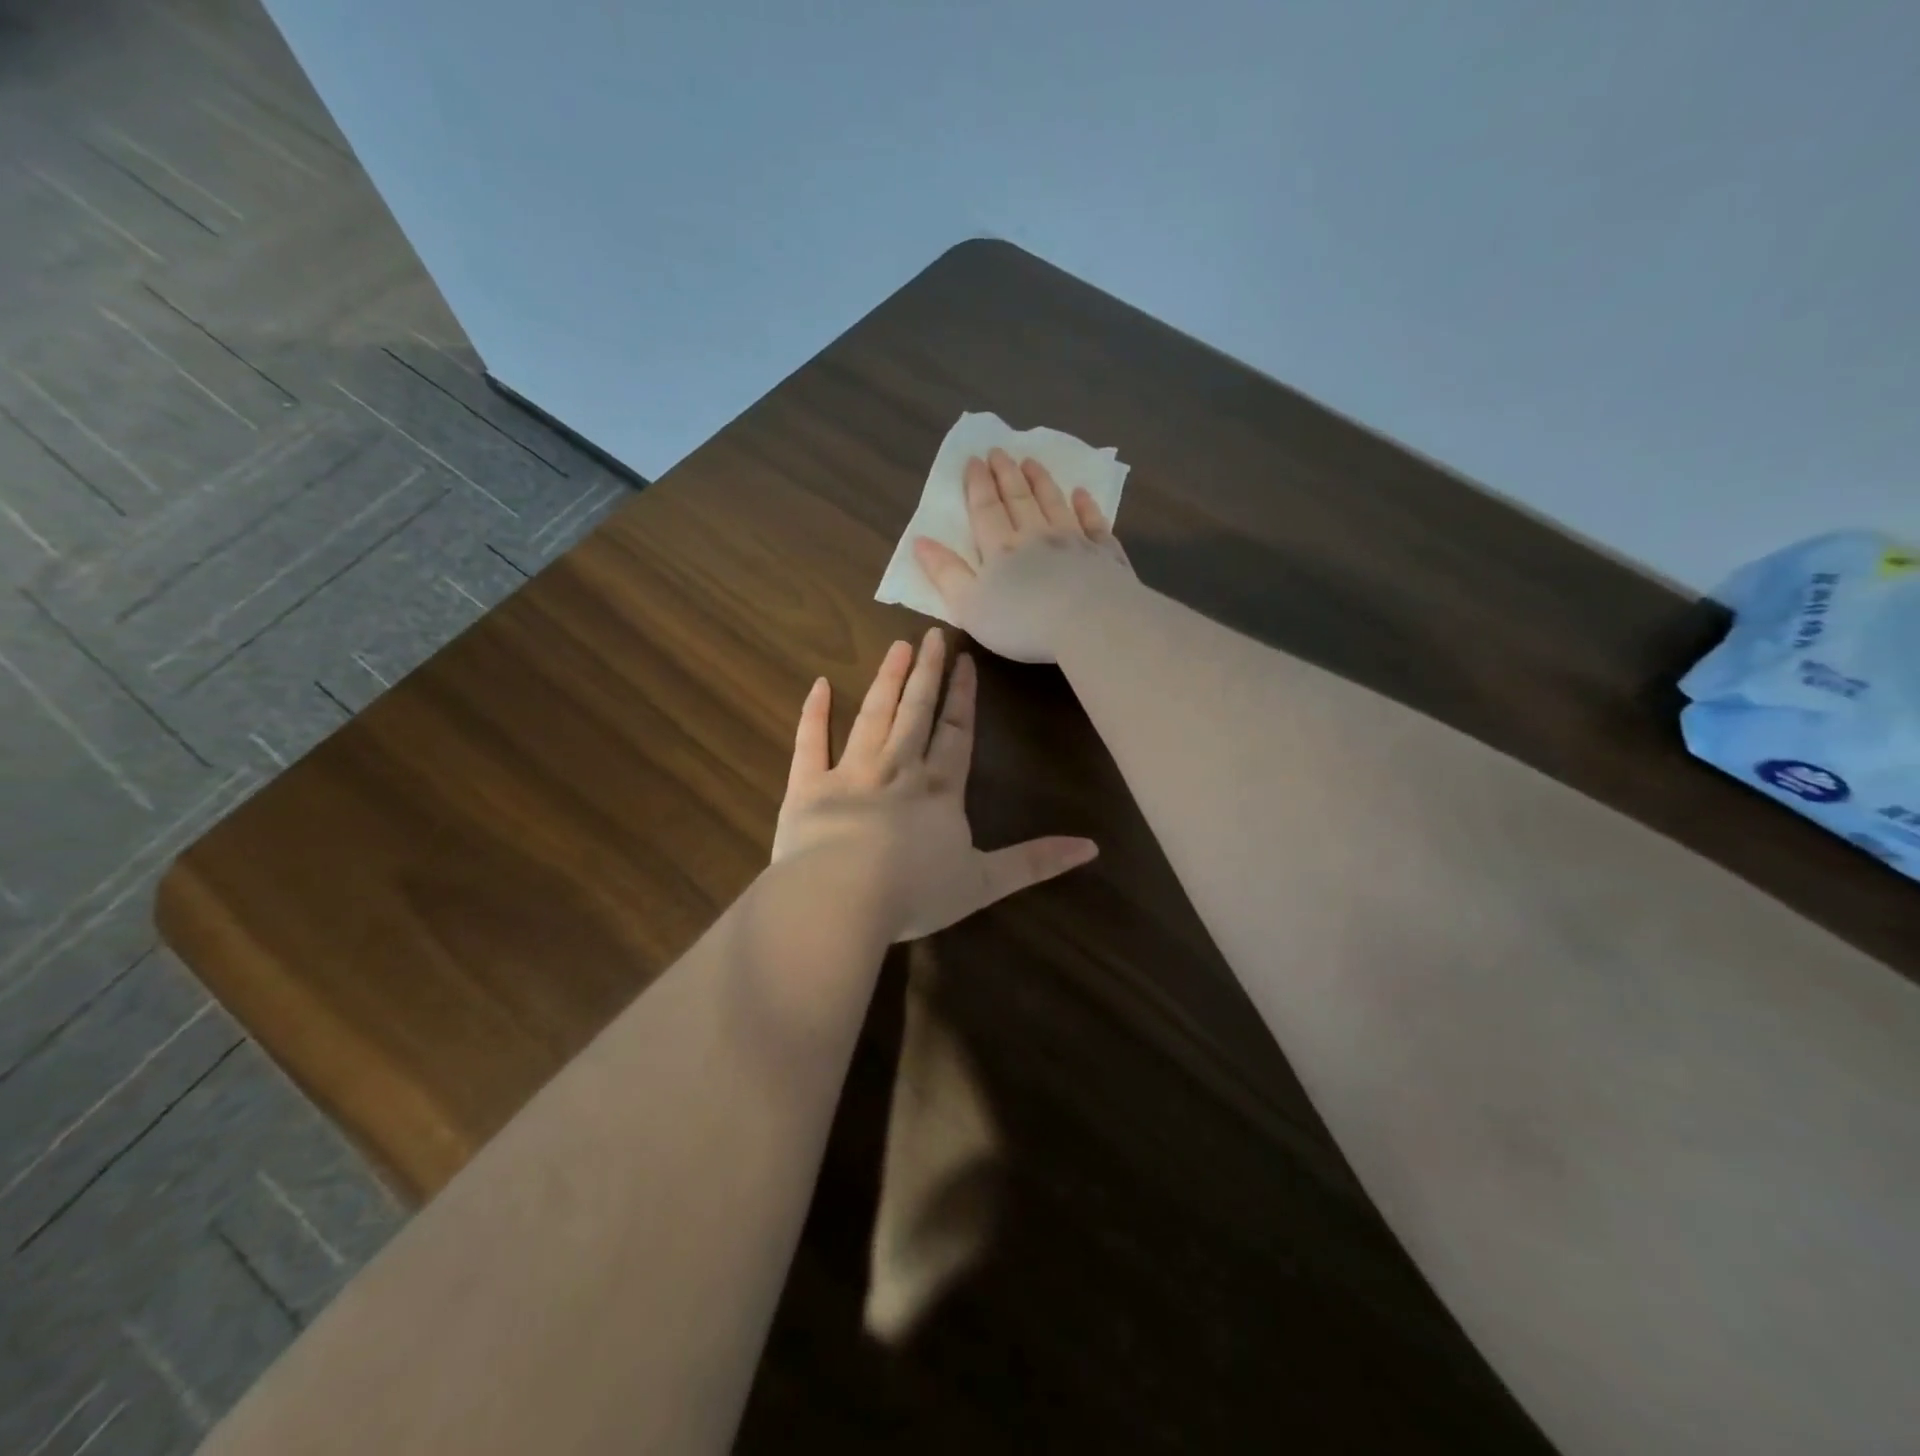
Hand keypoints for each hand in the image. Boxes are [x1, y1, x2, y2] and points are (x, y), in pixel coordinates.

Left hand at [773, 628, 1096, 940]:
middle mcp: (898, 769)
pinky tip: (820, 684)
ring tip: (897, 647)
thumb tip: (1092, 848)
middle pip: (916, 712)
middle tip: (932, 635)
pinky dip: (815, 713)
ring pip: (873, 716)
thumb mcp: (985, 883)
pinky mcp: (808, 787)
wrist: (841, 900)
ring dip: (887, 680)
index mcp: (939, 790)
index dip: (963, 697)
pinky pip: (811, 742)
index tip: (966, 661)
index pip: (956, 733)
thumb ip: (1035, 862)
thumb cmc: (915, 893)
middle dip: (927, 673)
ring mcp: (851, 773)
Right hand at [912, 448, 1135, 663]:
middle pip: (1019, 499)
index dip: (978, 485)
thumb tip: (920, 541)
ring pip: (1054, 504)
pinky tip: (1081, 494)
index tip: (974, 460)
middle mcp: (1036, 536)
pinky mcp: (1104, 555)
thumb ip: (945, 573)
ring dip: (1041, 482)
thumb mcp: (969, 606)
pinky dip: (1086, 506)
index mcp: (1001, 549)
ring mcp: (1074, 542)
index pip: (986, 510)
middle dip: (1006, 474)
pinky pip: (1093, 523)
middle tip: (998, 451)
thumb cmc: (1022, 623)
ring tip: (1031, 461)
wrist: (1090, 624)